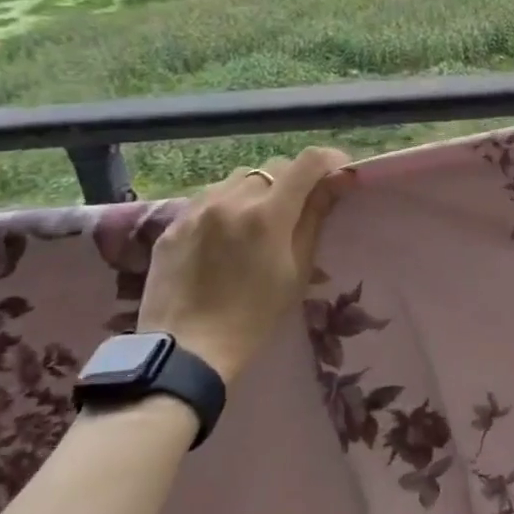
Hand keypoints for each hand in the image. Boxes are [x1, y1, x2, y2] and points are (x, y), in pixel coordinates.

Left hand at [138, 147, 352, 383]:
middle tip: (299, 207)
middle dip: (293, 180)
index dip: (329, 160)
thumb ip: (315, 218)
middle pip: (274, 168)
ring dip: (258, 190)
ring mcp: (197, 209)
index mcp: (267, 214)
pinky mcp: (174, 224)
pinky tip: (227, 233)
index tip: (340, 172)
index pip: (307, 162)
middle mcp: (231, 200)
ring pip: (239, 179)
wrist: (185, 353)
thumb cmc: (253, 317)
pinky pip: (209, 197)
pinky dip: (227, 204)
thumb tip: (337, 181)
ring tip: (260, 219)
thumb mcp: (297, 270)